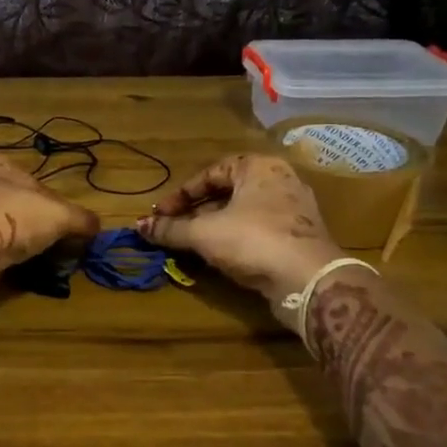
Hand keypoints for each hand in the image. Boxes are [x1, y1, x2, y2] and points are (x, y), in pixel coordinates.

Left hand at [0, 155, 100, 292]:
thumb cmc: (12, 218)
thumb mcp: (60, 215)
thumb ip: (81, 218)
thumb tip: (96, 227)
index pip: (32, 182)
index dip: (51, 206)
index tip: (61, 229)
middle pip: (9, 202)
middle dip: (26, 223)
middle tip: (42, 247)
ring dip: (4, 240)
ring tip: (20, 261)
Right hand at [134, 153, 342, 307]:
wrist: (308, 279)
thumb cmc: (253, 240)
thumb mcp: (203, 233)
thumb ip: (170, 229)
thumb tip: (138, 226)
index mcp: (259, 166)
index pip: (211, 172)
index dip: (181, 194)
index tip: (161, 213)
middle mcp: (280, 180)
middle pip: (227, 192)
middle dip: (196, 212)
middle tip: (174, 228)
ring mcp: (294, 210)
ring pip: (243, 213)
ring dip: (214, 227)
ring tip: (191, 244)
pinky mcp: (300, 237)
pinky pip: (259, 230)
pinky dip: (235, 239)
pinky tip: (220, 256)